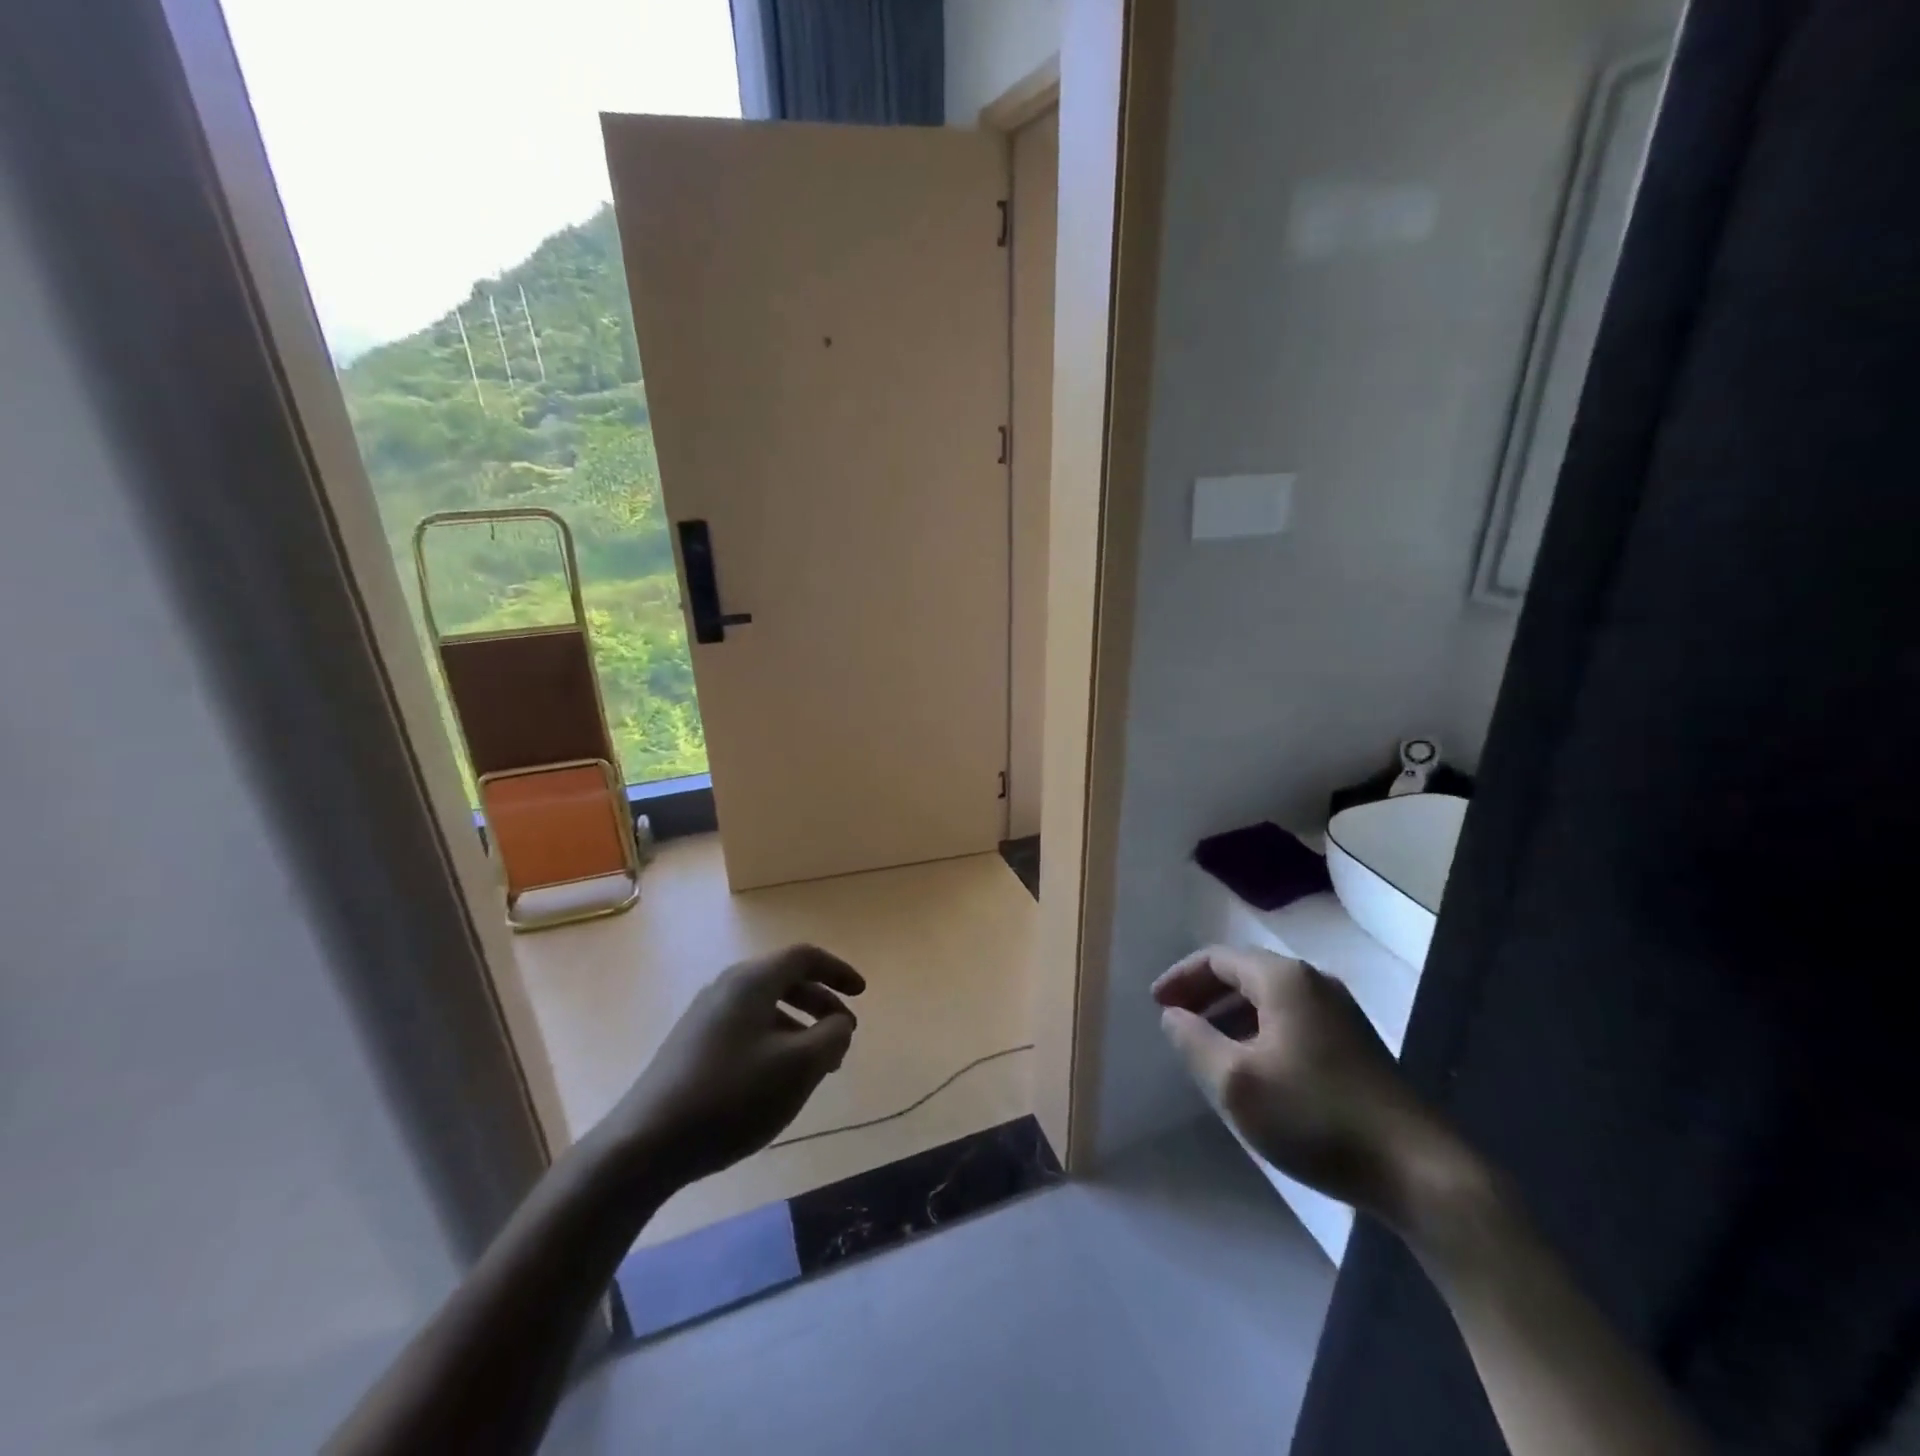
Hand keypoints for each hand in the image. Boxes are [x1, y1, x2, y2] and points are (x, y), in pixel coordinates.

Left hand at [608, 944, 864, 1186]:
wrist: (646, 1144)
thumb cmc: (732, 1096)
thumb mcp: (799, 1067)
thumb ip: (831, 1036)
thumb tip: (840, 1022)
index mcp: (752, 981)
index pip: (804, 957)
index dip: (838, 971)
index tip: (862, 994)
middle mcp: (727, 987)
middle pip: (785, 980)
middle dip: (821, 1004)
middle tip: (843, 1036)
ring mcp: (705, 1016)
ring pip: (766, 1008)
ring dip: (799, 1028)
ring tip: (816, 1067)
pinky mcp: (691, 1045)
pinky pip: (746, 1028)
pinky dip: (774, 1042)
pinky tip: (777, 1080)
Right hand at [1153, 945, 1478, 1233]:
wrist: (1418, 1172)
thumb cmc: (1315, 1117)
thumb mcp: (1235, 1083)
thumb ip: (1193, 1041)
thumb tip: (1173, 1016)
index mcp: (1283, 979)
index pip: (1216, 959)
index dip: (1181, 978)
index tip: (1156, 1005)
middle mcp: (1313, 983)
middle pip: (1243, 974)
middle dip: (1204, 995)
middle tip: (1175, 1023)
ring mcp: (1340, 1014)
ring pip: (1269, 1000)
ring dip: (1231, 1016)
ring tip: (1206, 1048)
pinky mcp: (1355, 1046)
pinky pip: (1291, 1022)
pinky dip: (1259, 1032)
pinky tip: (1253, 1069)